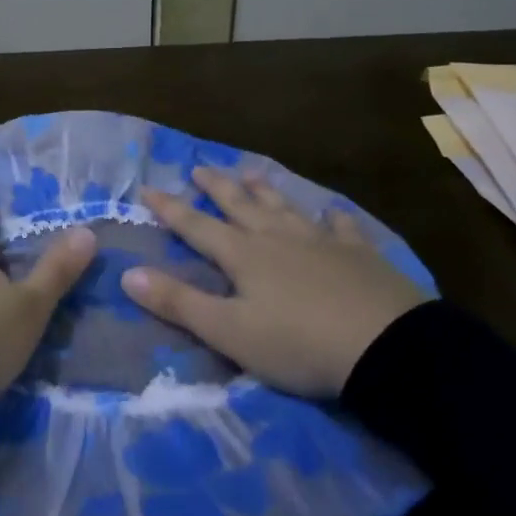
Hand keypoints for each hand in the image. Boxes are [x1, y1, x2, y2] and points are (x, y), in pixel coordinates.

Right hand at [122, 167, 425, 397]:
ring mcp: (322, 242)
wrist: (388, 348)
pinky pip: (341, 227)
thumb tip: (127, 274)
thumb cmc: (298, 343)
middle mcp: (278, 238)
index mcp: (243, 255)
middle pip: (240, 206)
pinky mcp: (360, 255)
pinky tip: (331, 212)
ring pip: (285, 207)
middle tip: (199, 168)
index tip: (147, 189)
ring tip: (251, 172)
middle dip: (216, 188)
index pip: (196, 226)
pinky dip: (331, 217)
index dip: (170, 209)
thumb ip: (178, 302)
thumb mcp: (228, 331)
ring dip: (264, 190)